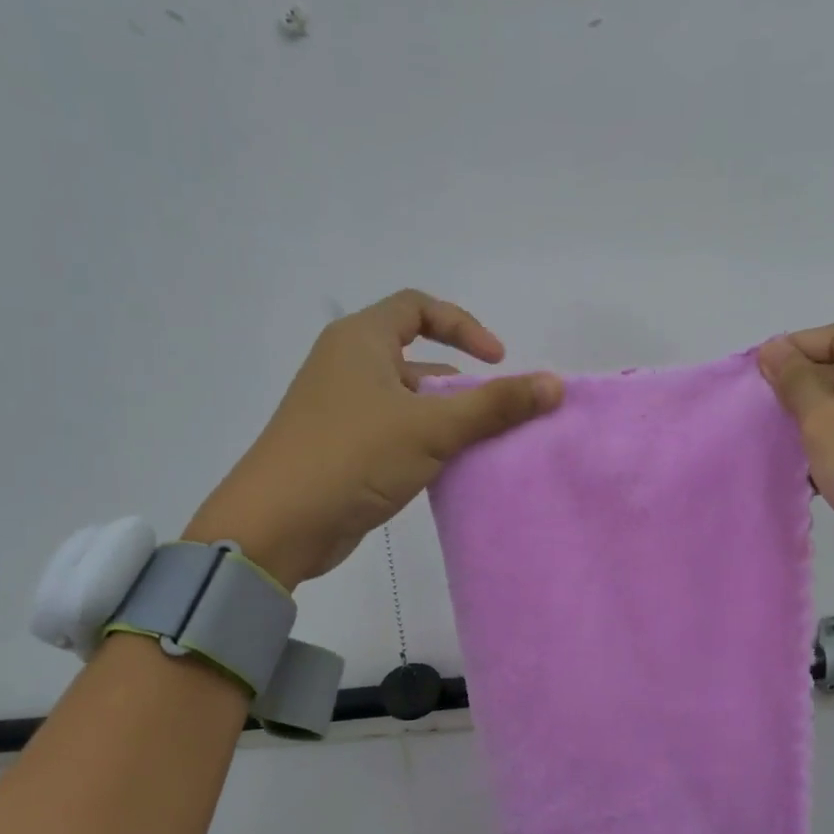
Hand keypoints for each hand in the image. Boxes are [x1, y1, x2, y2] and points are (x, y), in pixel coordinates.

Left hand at [187, 292, 561, 588]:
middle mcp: (348, 366)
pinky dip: (425, 443)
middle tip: (495, 415)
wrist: (277, 526)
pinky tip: (448, 470)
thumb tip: (555, 384)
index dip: (463, 326)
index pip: (418, 307)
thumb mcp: (431, 427)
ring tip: (479, 446)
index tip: (497, 361)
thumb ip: (496, 405)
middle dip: (461, 383)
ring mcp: (342, 409)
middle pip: (417, 357)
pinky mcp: (343, 448)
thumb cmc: (353, 457)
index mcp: (359, 341)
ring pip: (409, 400)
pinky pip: (396, 432)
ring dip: (446, 418)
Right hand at [757, 324, 833, 619]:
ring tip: (771, 445)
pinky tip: (800, 477)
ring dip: (808, 427)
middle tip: (755, 414)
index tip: (753, 375)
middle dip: (796, 390)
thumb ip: (796, 382)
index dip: (793, 348)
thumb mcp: (827, 420)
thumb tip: (773, 348)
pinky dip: (826, 455)